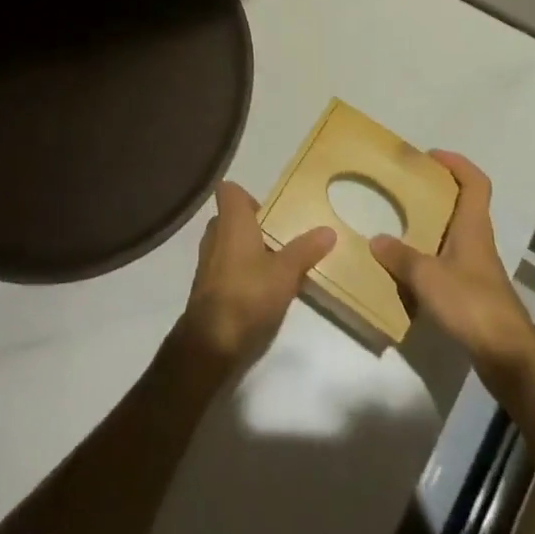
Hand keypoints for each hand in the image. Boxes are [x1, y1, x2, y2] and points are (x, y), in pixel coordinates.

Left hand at [174, 181, 334, 371]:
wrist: (212, 343)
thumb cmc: (249, 293)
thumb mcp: (286, 272)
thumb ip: (306, 250)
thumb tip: (329, 230)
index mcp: (231, 221)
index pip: (229, 191)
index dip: (247, 196)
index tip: (270, 211)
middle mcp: (214, 235)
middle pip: (230, 218)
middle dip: (253, 227)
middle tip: (280, 240)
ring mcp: (206, 263)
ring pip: (227, 245)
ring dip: (247, 252)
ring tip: (276, 267)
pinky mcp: (206, 288)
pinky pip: (224, 269)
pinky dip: (240, 273)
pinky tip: (261, 292)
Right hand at [371, 151, 534, 398]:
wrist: (509, 359)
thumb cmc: (472, 305)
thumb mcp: (427, 277)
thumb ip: (400, 257)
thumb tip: (376, 240)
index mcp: (473, 227)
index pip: (475, 183)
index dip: (456, 163)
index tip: (430, 157)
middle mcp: (478, 242)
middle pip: (463, 206)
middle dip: (436, 194)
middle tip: (405, 189)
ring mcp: (478, 269)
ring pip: (454, 236)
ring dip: (431, 228)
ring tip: (398, 226)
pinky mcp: (475, 294)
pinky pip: (449, 263)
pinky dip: (430, 260)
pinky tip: (408, 271)